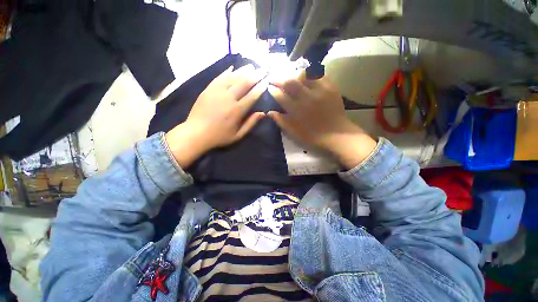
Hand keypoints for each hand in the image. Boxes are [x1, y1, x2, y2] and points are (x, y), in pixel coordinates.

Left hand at [166, 65, 266, 167]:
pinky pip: (219, 77)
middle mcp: (228, 98)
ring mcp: (217, 91)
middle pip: (244, 83)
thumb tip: (263, 113)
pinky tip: (233, 68)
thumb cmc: (219, 136)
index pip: (252, 96)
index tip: (267, 81)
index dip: (260, 88)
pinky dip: (227, 72)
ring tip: (252, 66)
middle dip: (255, 75)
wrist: (196, 133)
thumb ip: (251, 123)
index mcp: (237, 110)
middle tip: (263, 69)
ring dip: (243, 71)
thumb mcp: (238, 135)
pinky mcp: (208, 89)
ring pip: (232, 77)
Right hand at [267, 74, 376, 168]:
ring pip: (304, 74)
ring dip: (294, 74)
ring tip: (291, 76)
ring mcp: (320, 90)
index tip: (269, 88)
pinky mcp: (331, 87)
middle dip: (279, 78)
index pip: (280, 96)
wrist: (336, 134)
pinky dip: (310, 73)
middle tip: (275, 78)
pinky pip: (318, 74)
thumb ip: (281, 121)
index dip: (273, 90)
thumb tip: (269, 112)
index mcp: (297, 110)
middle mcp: (307, 97)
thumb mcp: (294, 133)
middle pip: (290, 82)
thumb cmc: (313, 136)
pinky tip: (306, 77)